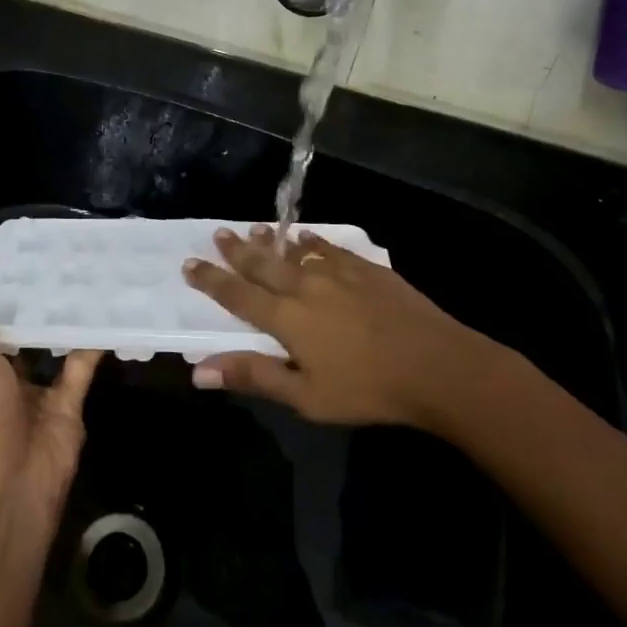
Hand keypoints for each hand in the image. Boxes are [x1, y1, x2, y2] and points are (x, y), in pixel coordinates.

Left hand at [0, 284, 101, 534]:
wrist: (11, 486)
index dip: (3, 302)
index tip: (21, 265)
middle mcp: (10, 383)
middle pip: (27, 340)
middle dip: (40, 310)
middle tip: (60, 264)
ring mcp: (41, 396)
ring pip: (56, 352)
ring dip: (67, 324)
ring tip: (85, 279)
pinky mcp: (70, 407)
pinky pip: (82, 369)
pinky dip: (93, 346)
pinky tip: (107, 313)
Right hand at [182, 225, 497, 427]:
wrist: (436, 365)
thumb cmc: (367, 389)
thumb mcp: (306, 396)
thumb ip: (254, 376)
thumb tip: (199, 371)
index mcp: (286, 318)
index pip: (237, 294)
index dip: (211, 280)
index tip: (190, 263)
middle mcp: (305, 285)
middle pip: (263, 263)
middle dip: (237, 250)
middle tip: (218, 233)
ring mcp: (337, 272)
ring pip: (294, 250)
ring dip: (270, 241)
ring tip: (253, 229)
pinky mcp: (365, 267)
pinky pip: (328, 246)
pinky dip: (311, 241)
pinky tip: (307, 237)